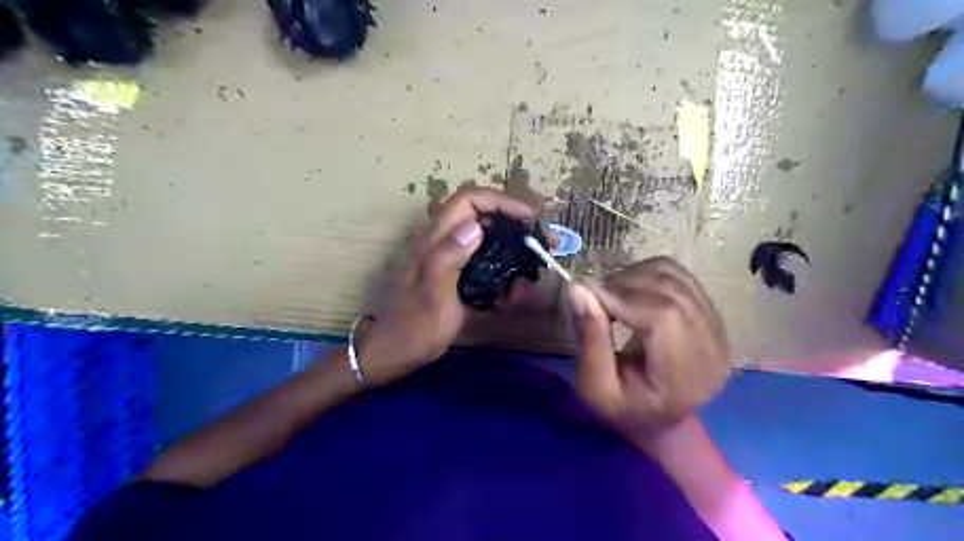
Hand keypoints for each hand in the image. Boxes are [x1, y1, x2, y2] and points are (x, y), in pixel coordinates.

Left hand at [358, 186, 534, 384]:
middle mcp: (443, 242)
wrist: (395, 352)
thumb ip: (448, 258)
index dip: (500, 201)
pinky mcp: (455, 275)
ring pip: (487, 240)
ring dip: (512, 249)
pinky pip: (485, 263)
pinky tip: (515, 290)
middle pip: (482, 216)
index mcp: (435, 240)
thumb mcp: (433, 294)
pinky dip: (504, 270)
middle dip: (514, 224)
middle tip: (542, 242)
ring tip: (533, 269)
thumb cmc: (415, 327)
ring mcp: (449, 258)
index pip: (469, 200)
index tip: (529, 218)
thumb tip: (475, 225)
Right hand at [566, 259, 731, 440]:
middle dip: (623, 285)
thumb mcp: (595, 387)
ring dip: (633, 277)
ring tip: (611, 297)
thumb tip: (577, 287)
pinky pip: (678, 275)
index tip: (588, 296)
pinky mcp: (711, 313)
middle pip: (669, 290)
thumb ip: (589, 338)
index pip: (663, 316)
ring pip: (672, 276)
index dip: (622, 297)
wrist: (662, 419)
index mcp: (686, 377)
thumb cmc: (626, 410)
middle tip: (595, 299)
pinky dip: (646, 274)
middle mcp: (712, 347)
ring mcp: (717, 327)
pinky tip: (630, 293)